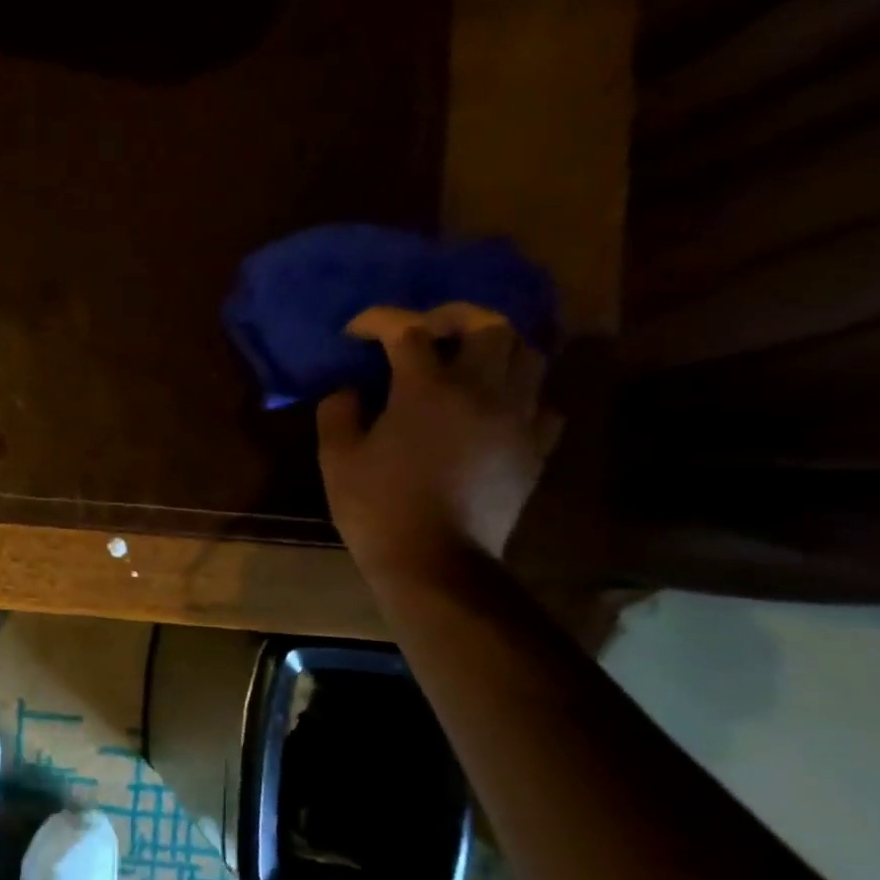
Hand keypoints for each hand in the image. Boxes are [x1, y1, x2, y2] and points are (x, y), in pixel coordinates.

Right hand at [317, 304, 562, 588]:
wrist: (435, 562)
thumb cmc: (376, 507)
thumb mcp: (336, 458)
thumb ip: (338, 413)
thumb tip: (349, 390)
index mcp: (427, 390)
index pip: (407, 332)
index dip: (379, 322)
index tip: (356, 331)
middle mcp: (482, 392)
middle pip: (488, 325)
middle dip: (453, 317)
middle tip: (426, 330)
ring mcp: (517, 419)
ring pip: (529, 355)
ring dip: (496, 346)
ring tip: (467, 359)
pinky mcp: (535, 448)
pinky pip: (543, 402)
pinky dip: (521, 392)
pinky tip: (495, 405)